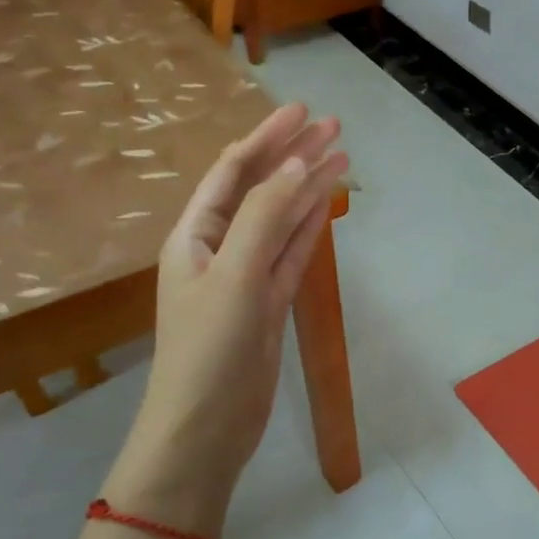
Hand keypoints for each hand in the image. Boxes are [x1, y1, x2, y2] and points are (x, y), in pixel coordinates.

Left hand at [116, 104, 348, 530]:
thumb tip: (297, 163)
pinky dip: (310, 226)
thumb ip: (265, 216)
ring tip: (343, 156)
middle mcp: (219, 247)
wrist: (206, 429)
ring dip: (308, 187)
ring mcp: (246, 276)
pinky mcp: (268, 302)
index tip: (303, 110)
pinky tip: (327, 203)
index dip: (266, 137)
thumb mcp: (233, 276)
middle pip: (261, 189)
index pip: (233, 171)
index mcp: (195, 235)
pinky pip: (291, 252)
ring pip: (282, 220)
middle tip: (335, 126)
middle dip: (293, 155)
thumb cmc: (208, 350)